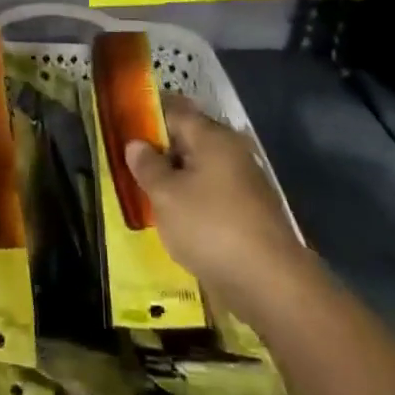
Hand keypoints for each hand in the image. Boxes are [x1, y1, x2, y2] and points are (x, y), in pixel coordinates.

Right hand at [125, 95, 307, 315]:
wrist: (270, 284)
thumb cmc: (210, 228)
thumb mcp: (166, 196)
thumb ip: (148, 166)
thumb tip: (136, 144)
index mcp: (212, 137)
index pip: (174, 110)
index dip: (147, 114)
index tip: (124, 124)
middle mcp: (232, 151)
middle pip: (190, 137)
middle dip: (161, 147)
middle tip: (131, 161)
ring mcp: (245, 181)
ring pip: (202, 167)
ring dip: (177, 175)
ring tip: (148, 190)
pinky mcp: (251, 211)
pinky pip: (213, 192)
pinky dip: (194, 197)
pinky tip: (177, 215)